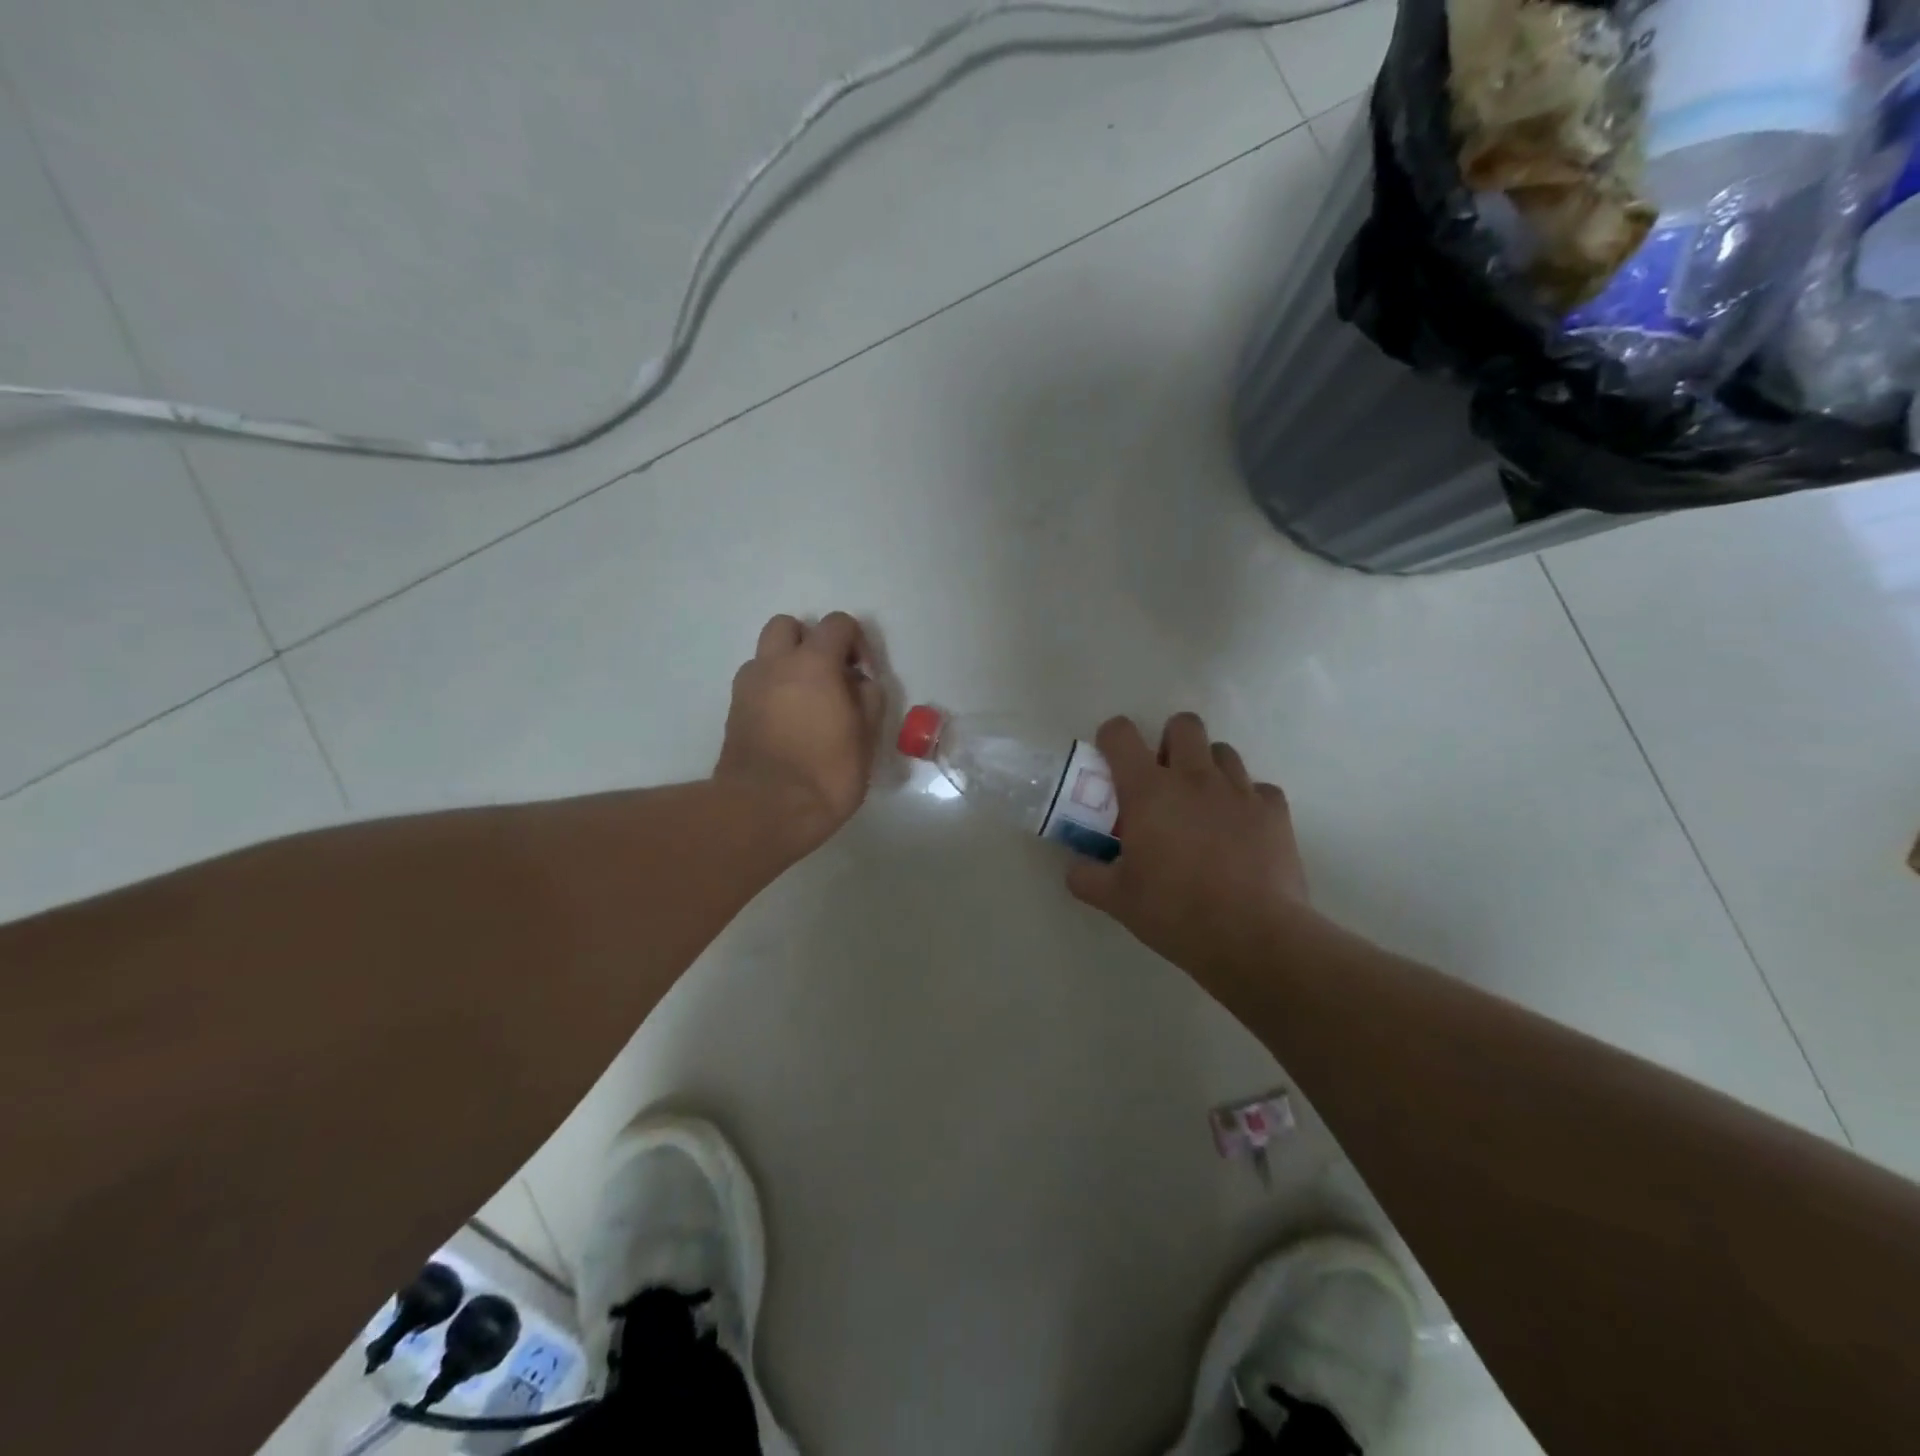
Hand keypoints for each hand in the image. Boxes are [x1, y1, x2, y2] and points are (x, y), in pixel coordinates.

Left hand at [714, 612, 885, 857]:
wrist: (764, 810)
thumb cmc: (825, 774)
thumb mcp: (866, 738)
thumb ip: (868, 699)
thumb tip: (860, 682)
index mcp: (813, 663)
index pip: (837, 623)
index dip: (856, 642)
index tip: (864, 674)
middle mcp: (775, 664)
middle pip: (789, 626)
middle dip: (811, 641)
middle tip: (829, 676)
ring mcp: (748, 686)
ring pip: (766, 654)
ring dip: (787, 665)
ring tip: (806, 701)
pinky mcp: (733, 711)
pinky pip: (755, 683)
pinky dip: (772, 689)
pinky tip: (787, 722)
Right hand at [1066, 713, 1316, 982]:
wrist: (1252, 936)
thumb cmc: (1174, 912)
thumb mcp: (1117, 900)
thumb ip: (1087, 878)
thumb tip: (1075, 870)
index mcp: (1148, 790)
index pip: (1121, 734)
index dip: (1112, 737)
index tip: (1110, 758)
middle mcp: (1194, 777)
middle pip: (1183, 724)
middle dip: (1170, 741)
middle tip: (1164, 778)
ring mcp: (1239, 790)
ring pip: (1223, 751)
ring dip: (1208, 767)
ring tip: (1203, 803)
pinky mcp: (1275, 811)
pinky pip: (1259, 789)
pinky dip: (1247, 801)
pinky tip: (1241, 829)